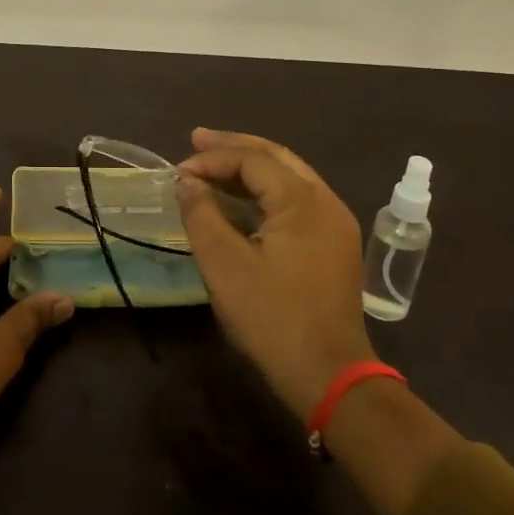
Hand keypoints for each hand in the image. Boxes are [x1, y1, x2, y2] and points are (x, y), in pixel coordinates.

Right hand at [177, 129, 373, 417]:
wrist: (330, 375)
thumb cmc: (273, 318)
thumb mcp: (225, 266)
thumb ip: (202, 215)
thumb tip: (187, 181)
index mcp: (303, 201)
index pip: (252, 160)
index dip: (213, 159)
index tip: (178, 172)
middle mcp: (325, 202)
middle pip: (276, 157)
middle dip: (235, 147)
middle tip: (197, 139)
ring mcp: (335, 223)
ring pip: (290, 177)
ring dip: (251, 168)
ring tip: (214, 163)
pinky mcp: (335, 244)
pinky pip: (298, 200)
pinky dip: (266, 192)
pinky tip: (242, 199)